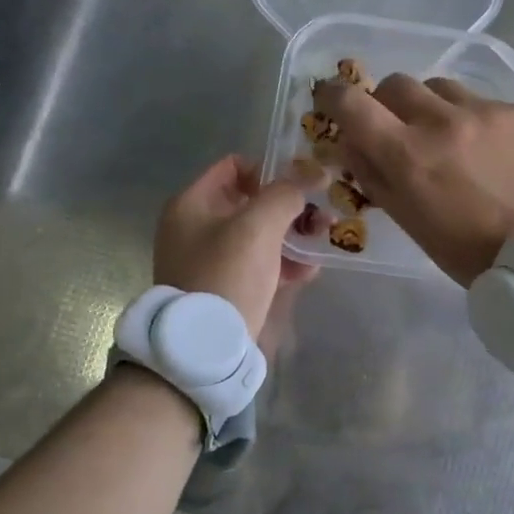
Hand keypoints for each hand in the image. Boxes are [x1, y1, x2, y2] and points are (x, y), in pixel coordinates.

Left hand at [153, 156, 318, 347]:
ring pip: (259, 233)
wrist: (205, 347)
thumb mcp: (259, 226)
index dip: (271, 170)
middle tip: (321, 216)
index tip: (301, 187)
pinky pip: (258, 262)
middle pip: (251, 201)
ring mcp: (209, 258)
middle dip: (290, 206)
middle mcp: (196, 226)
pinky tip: (308, 271)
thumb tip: (316, 172)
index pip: (235, 166)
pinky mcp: (225, 286)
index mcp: (192, 204)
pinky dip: (283, 262)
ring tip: (321, 242)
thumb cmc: (227, 275)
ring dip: (293, 234)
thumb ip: (287, 193)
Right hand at [311, 75, 513, 286]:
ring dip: (430, 105)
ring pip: (438, 86)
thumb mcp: (410, 222)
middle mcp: (441, 120)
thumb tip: (352, 144)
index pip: (351, 103)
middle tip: (396, 125)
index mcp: (407, 154)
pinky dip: (470, 117)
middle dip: (386, 102)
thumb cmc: (469, 250)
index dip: (333, 96)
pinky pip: (479, 100)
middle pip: (395, 84)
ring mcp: (482, 111)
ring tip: (446, 134)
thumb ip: (374, 177)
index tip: (331, 100)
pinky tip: (486, 146)